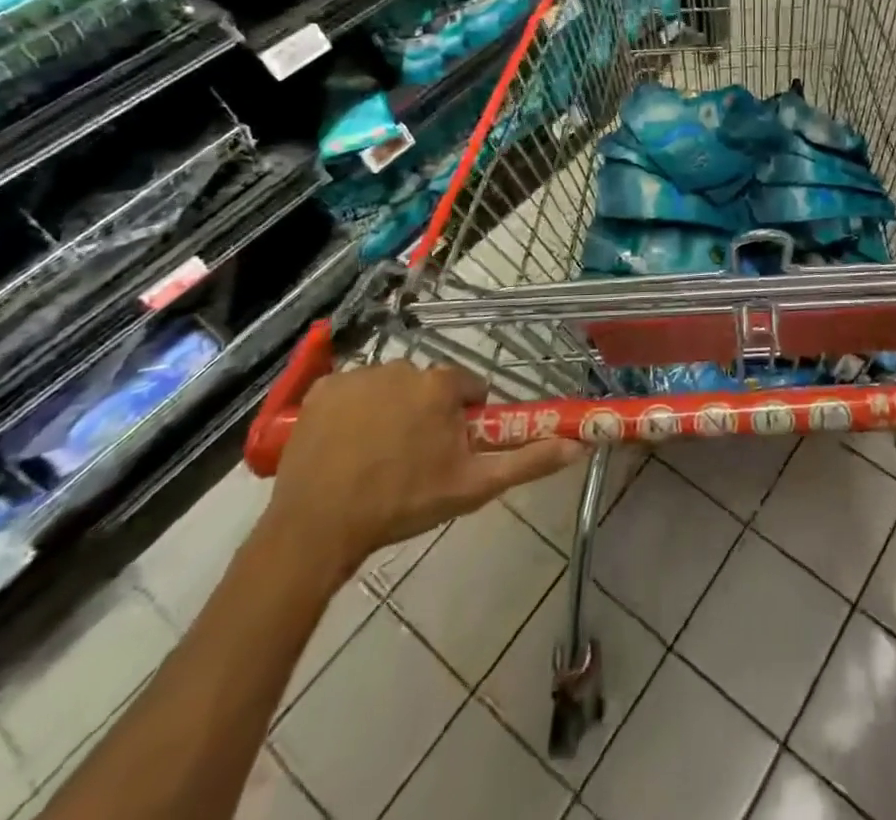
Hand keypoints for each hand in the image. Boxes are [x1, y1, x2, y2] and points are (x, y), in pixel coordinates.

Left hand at [265, 363, 580, 578]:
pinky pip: (349, 393)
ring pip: (388, 388)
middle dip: (425, 414)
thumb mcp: (473, 486)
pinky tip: (344, 447)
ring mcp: (358, 376)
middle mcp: (402, 367)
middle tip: (412, 460)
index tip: (449, 450)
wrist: (318, 529)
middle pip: (426, 387)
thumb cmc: (402, 503)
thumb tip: (578, 445)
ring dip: (389, 412)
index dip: (463, 418)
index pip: (466, 389)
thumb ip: (528, 461)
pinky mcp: (322, 390)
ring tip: (374, 458)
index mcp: (440, 385)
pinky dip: (351, 412)